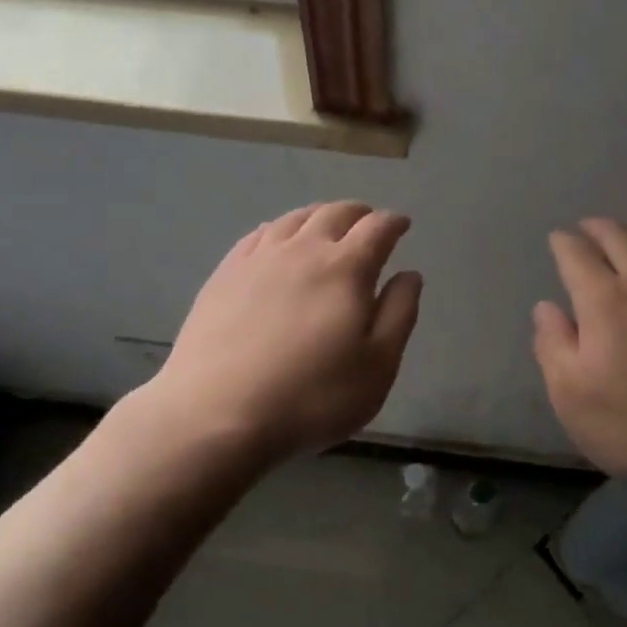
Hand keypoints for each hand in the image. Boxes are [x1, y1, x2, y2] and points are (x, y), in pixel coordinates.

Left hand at [148, 202, 422, 462]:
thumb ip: (399, 313)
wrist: (217, 414)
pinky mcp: (225, 274)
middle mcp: (303, 250)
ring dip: (319, 215)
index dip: (393, 222)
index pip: (377, 228)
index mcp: (346, 268)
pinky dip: (280, 228)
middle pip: (335, 213)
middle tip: (369, 220)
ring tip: (328, 223)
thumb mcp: (377, 366)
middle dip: (358, 213)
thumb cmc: (312, 396)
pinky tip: (278, 238)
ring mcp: (259, 258)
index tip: (402, 225)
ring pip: (295, 218)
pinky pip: (258, 234)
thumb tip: (409, 275)